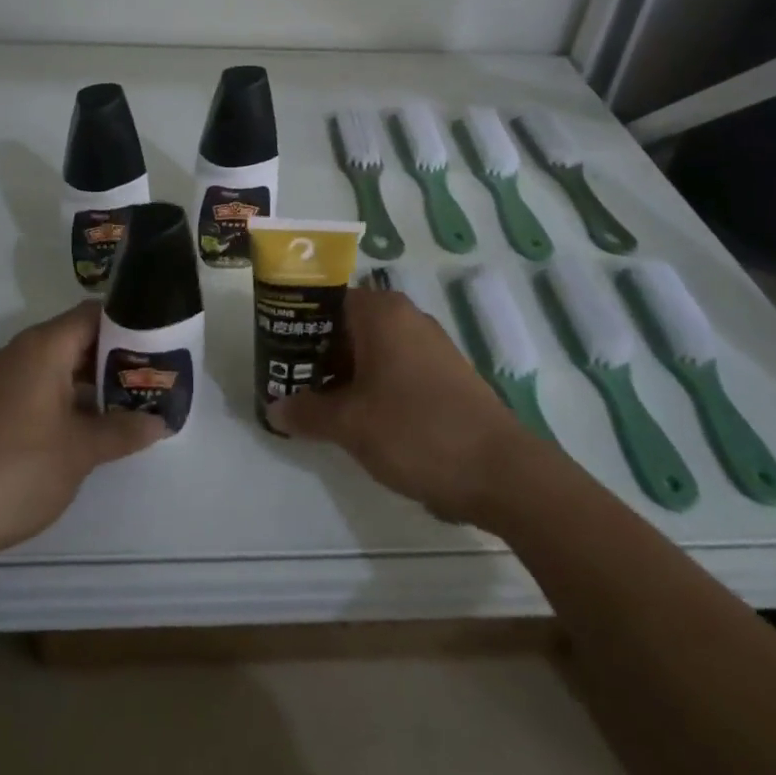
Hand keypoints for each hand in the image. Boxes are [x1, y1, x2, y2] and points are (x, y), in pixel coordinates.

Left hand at [0, 301, 165, 567]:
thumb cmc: (18, 468)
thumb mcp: (81, 450)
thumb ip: (123, 431)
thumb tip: (160, 422)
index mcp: (43, 347)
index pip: (94, 314)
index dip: (129, 323)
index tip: (161, 341)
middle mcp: (24, 353)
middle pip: (80, 338)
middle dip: (118, 356)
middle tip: (157, 375)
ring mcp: (8, 381)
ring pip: (63, 366)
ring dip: (96, 381)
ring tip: (137, 400)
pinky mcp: (0, 408)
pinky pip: (46, 387)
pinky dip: (73, 398)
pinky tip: (99, 425)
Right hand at [267, 287, 523, 524]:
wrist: (501, 473)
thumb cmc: (416, 431)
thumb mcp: (349, 424)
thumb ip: (306, 412)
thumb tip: (274, 408)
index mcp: (381, 312)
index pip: (324, 302)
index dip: (295, 325)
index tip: (274, 353)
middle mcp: (406, 317)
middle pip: (346, 326)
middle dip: (315, 354)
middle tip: (288, 382)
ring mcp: (429, 346)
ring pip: (370, 350)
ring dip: (342, 374)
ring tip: (315, 405)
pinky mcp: (444, 375)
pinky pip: (393, 369)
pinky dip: (370, 386)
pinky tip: (357, 419)